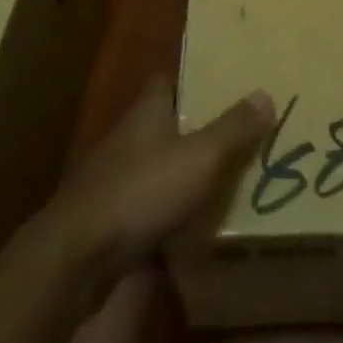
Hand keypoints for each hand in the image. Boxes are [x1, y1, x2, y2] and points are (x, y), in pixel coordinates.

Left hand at [46, 76, 273, 285]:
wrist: (77, 259)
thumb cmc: (142, 192)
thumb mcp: (201, 157)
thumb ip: (234, 128)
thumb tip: (265, 94)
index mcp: (147, 113)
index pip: (167, 83)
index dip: (195, 83)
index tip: (225, 89)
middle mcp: (128, 139)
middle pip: (166, 125)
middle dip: (197, 131)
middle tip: (240, 137)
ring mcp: (114, 181)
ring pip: (158, 168)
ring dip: (184, 174)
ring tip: (228, 181)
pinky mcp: (109, 221)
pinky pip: (148, 207)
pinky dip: (170, 213)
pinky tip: (197, 227)